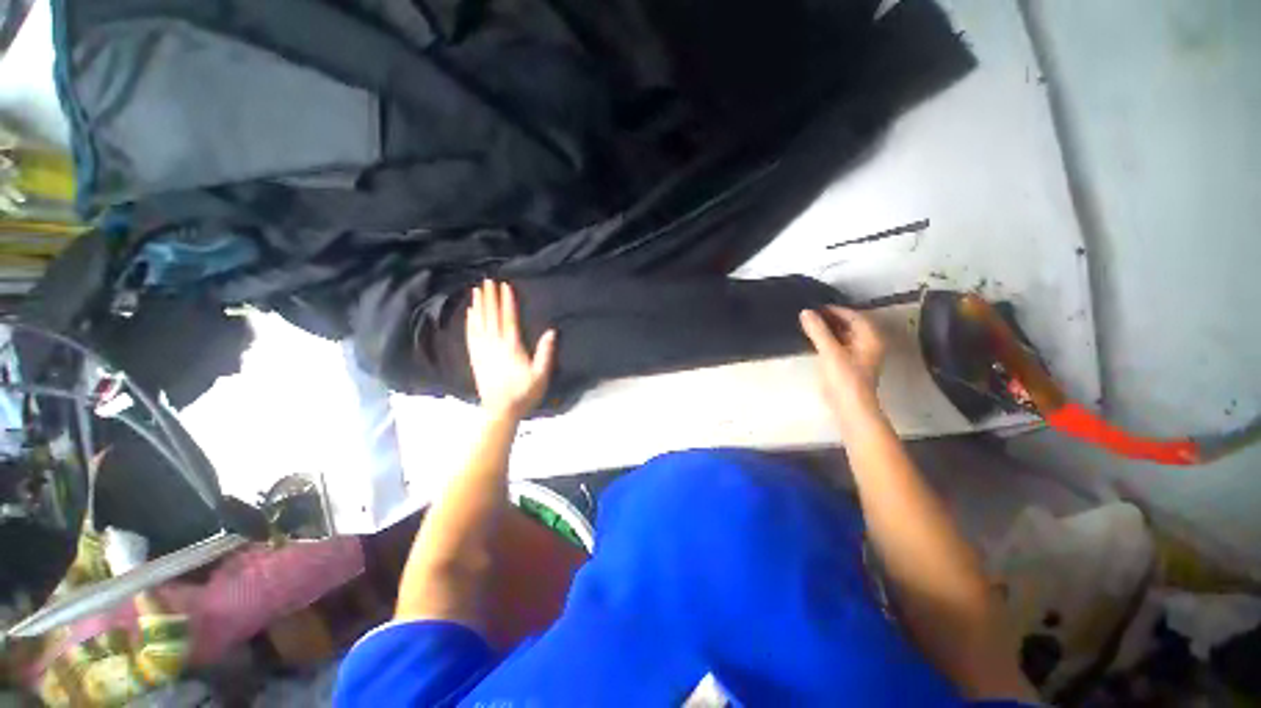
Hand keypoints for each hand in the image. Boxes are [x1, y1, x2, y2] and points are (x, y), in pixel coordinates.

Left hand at [466, 280, 556, 420]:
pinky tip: (469, 314)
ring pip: (479, 324)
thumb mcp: (541, 375)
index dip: (507, 302)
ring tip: (476, 290)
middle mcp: (494, 345)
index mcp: (511, 348)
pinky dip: (470, 323)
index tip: (505, 286)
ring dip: (478, 306)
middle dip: (490, 298)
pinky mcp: (476, 358)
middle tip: (487, 280)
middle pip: (491, 317)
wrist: (500, 411)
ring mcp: (483, 351)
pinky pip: (471, 336)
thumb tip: (551, 331)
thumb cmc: (524, 393)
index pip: (508, 320)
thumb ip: (545, 353)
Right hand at [800, 307, 885, 428]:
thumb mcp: (830, 351)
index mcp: (870, 337)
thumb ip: (818, 330)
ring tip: (809, 324)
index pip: (853, 315)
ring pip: (843, 335)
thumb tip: (805, 312)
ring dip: (828, 329)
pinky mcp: (848, 364)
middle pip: (850, 324)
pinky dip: (828, 340)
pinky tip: (814, 340)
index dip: (835, 309)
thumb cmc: (845, 378)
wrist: (849, 407)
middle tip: (810, 314)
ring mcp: (858, 355)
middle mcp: (868, 344)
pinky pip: (838, 345)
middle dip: (831, 318)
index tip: (815, 306)